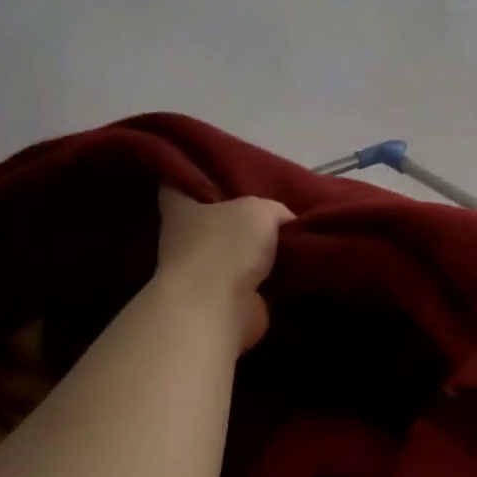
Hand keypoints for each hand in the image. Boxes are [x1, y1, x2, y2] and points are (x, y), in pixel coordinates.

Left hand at [155, 188, 294, 352]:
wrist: (219, 309)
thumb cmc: (227, 246)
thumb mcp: (261, 209)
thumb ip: (274, 210)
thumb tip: (285, 223)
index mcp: (180, 208)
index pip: (179, 181)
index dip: (196, 173)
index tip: (220, 168)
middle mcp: (186, 239)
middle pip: (215, 218)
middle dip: (241, 214)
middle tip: (276, 203)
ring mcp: (205, 273)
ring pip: (237, 251)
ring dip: (260, 249)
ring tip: (295, 235)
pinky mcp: (227, 301)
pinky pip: (256, 281)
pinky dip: (273, 278)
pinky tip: (298, 265)